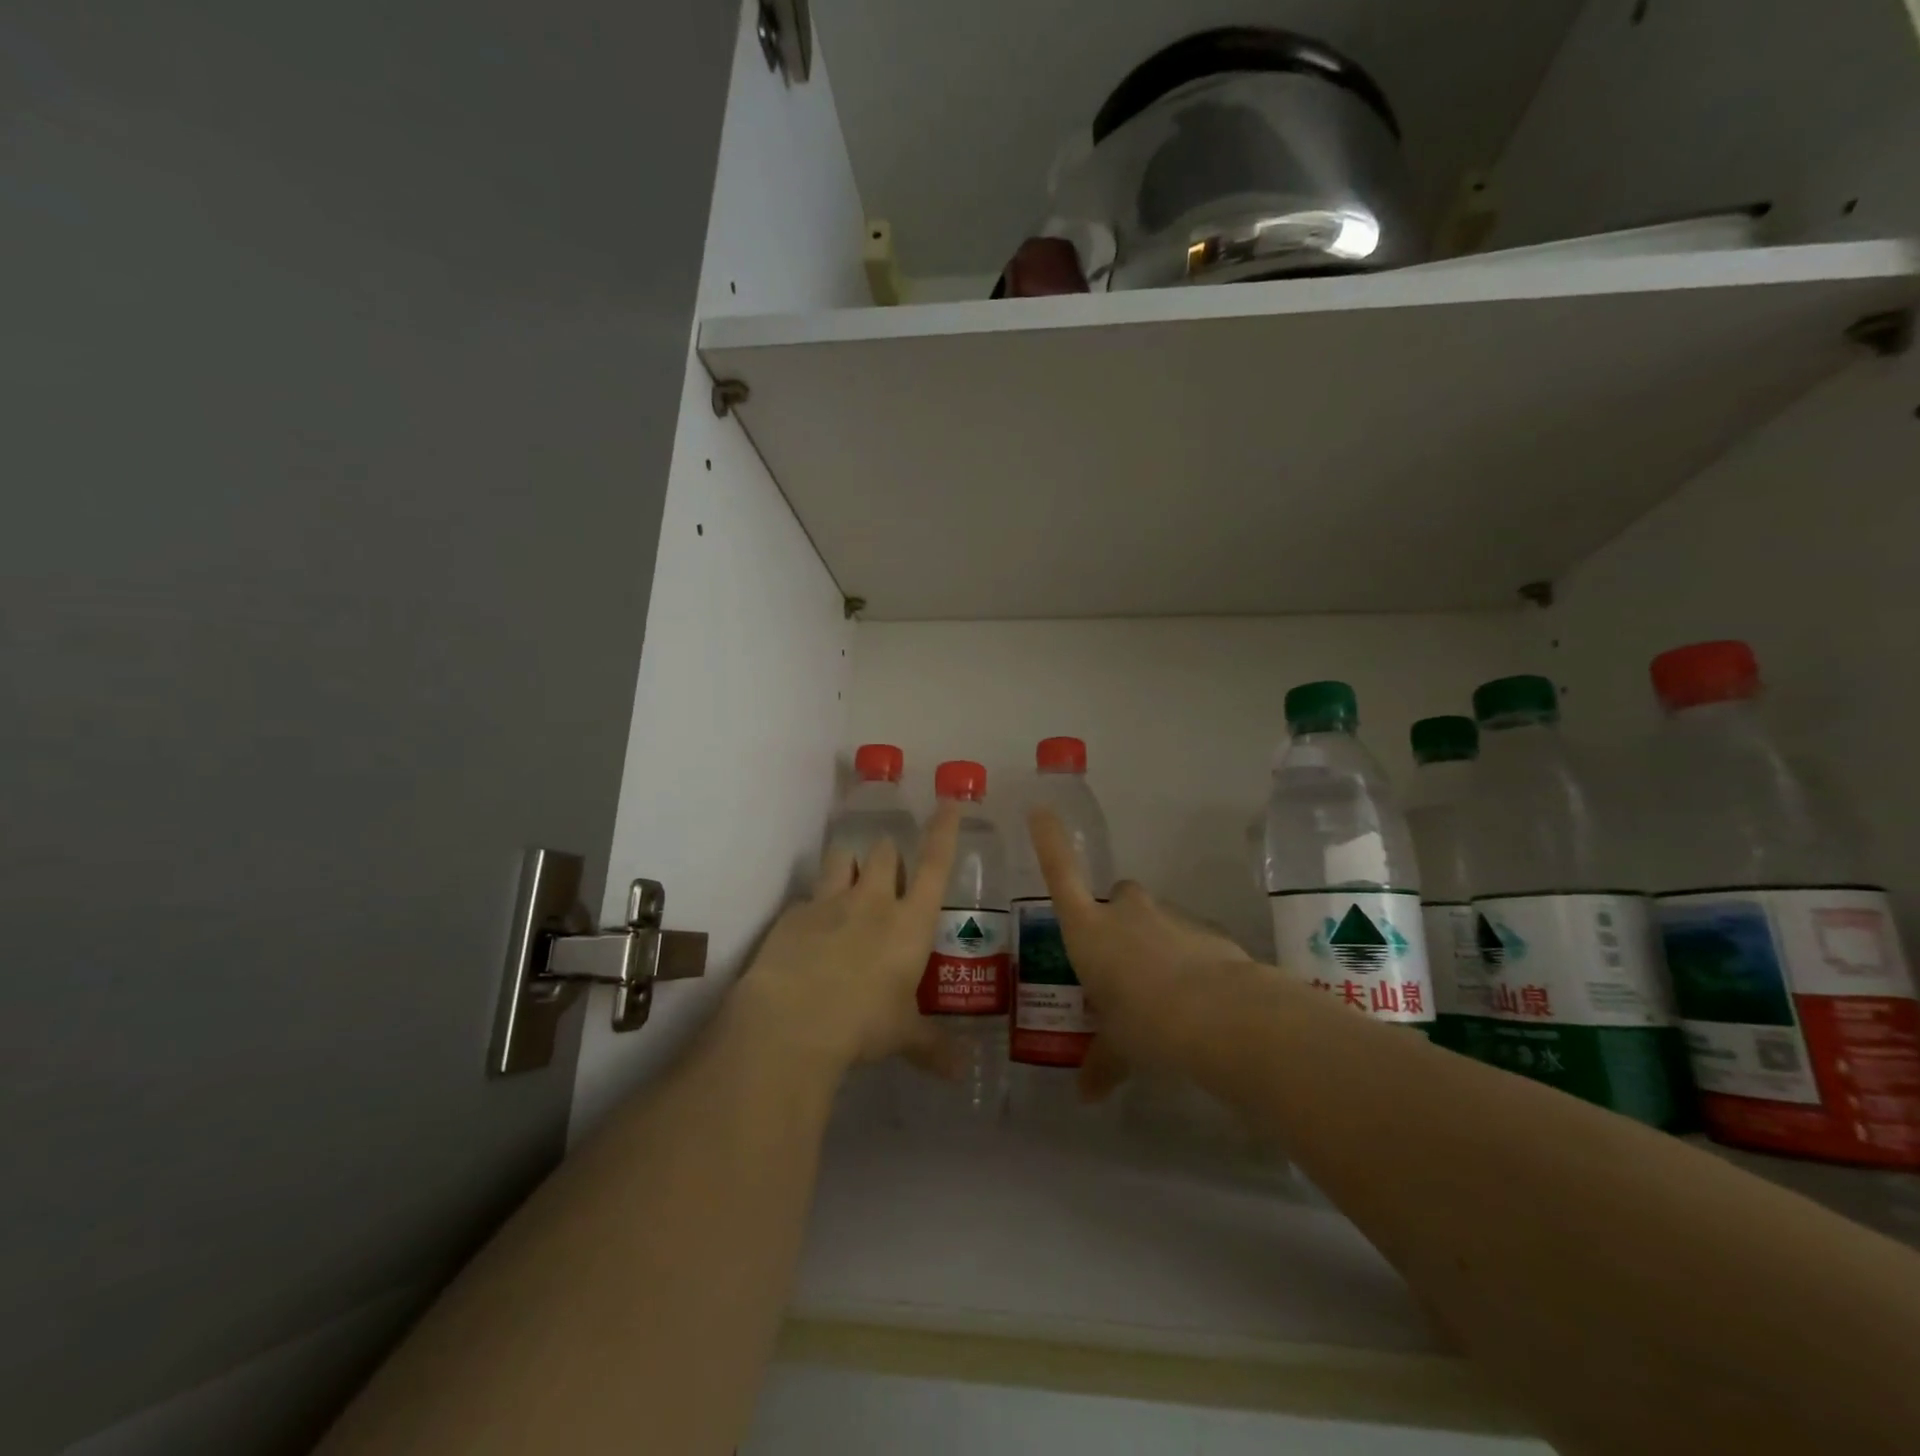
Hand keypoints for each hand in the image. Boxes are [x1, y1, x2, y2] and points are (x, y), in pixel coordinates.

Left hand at [734, 803, 961, 1074]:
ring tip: (849, 880)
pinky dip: (814, 907)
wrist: (792, 1020)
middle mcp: (873, 901)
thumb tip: (961, 1074)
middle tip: (889, 869)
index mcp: (910, 922)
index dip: (944, 831)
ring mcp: (830, 902)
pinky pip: (808, 897)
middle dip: (888, 853)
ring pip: (843, 858)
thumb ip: (932, 1046)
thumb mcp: (902, 1035)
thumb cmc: (863, 1023)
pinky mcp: (793, 914)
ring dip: (850, 864)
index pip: (935, 863)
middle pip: (885, 852)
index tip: (948, 802)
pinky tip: (809, 932)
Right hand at [1027, 807, 1255, 1097]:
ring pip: (1154, 919)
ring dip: (1154, 943)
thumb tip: (1086, 1094)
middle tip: (1121, 961)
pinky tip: (1198, 998)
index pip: (1060, 875)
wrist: (1221, 1017)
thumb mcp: (1118, 1049)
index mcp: (1089, 932)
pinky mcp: (1207, 930)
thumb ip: (1101, 1064)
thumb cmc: (1146, 1025)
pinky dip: (1188, 959)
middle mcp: (1125, 914)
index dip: (1049, 842)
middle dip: (1117, 919)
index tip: (1041, 809)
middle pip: (1116, 897)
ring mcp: (1169, 917)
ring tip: (1163, 993)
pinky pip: (1188, 939)